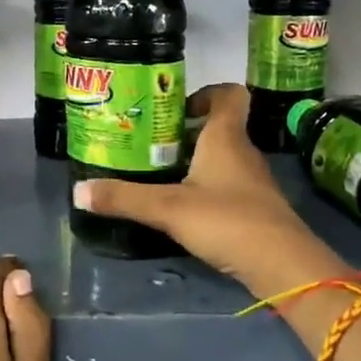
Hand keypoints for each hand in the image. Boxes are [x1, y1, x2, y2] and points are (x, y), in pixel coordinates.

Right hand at [73, 84, 354, 296]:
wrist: (283, 267)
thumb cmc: (227, 220)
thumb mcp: (168, 208)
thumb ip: (124, 199)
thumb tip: (78, 191)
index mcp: (226, 138)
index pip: (229, 95)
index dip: (206, 93)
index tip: (175, 108)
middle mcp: (243, 153)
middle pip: (219, 128)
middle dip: (185, 132)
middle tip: (149, 143)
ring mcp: (253, 182)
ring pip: (222, 159)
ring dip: (194, 161)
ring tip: (158, 174)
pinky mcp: (255, 209)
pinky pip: (227, 186)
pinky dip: (205, 188)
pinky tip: (182, 207)